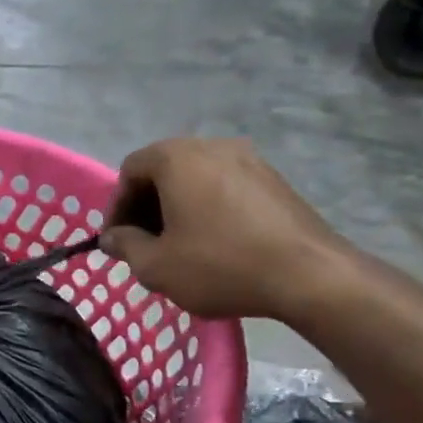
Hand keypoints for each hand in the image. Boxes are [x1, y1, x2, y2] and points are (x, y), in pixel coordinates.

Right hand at [99, 139, 348, 320]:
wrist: (310, 276)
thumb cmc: (220, 265)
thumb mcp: (156, 265)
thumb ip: (125, 246)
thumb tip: (112, 237)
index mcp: (177, 158)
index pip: (130, 170)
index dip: (117, 206)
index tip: (118, 240)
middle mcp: (213, 146)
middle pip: (163, 170)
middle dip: (147, 206)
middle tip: (143, 244)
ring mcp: (250, 159)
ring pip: (196, 179)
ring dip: (178, 208)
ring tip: (178, 246)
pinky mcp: (275, 180)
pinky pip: (225, 187)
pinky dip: (208, 208)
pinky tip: (214, 243)